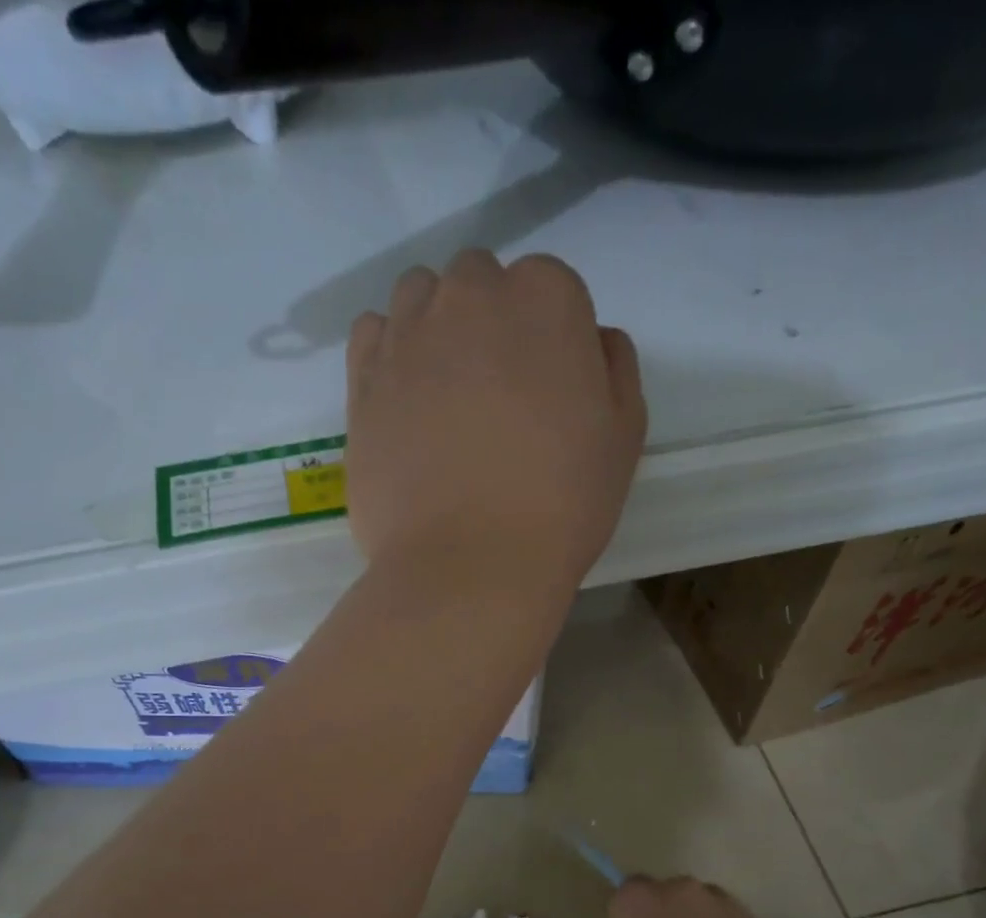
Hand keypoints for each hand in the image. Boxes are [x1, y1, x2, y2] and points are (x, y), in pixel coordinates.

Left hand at [345, 250, 646, 596]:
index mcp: (544, 298)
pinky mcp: (362, 381)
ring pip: (420, 298)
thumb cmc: (560, 505)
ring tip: (445, 395)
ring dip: (436, 327)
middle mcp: (469, 296)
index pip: (550, 288)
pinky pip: (372, 334)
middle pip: (480, 283)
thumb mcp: (623, 435)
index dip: (552, 340)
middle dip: (490, 323)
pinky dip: (388, 351)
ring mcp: (407, 336)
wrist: (469, 566)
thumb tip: (591, 340)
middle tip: (496, 396)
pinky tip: (404, 398)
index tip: (549, 392)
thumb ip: (613, 367)